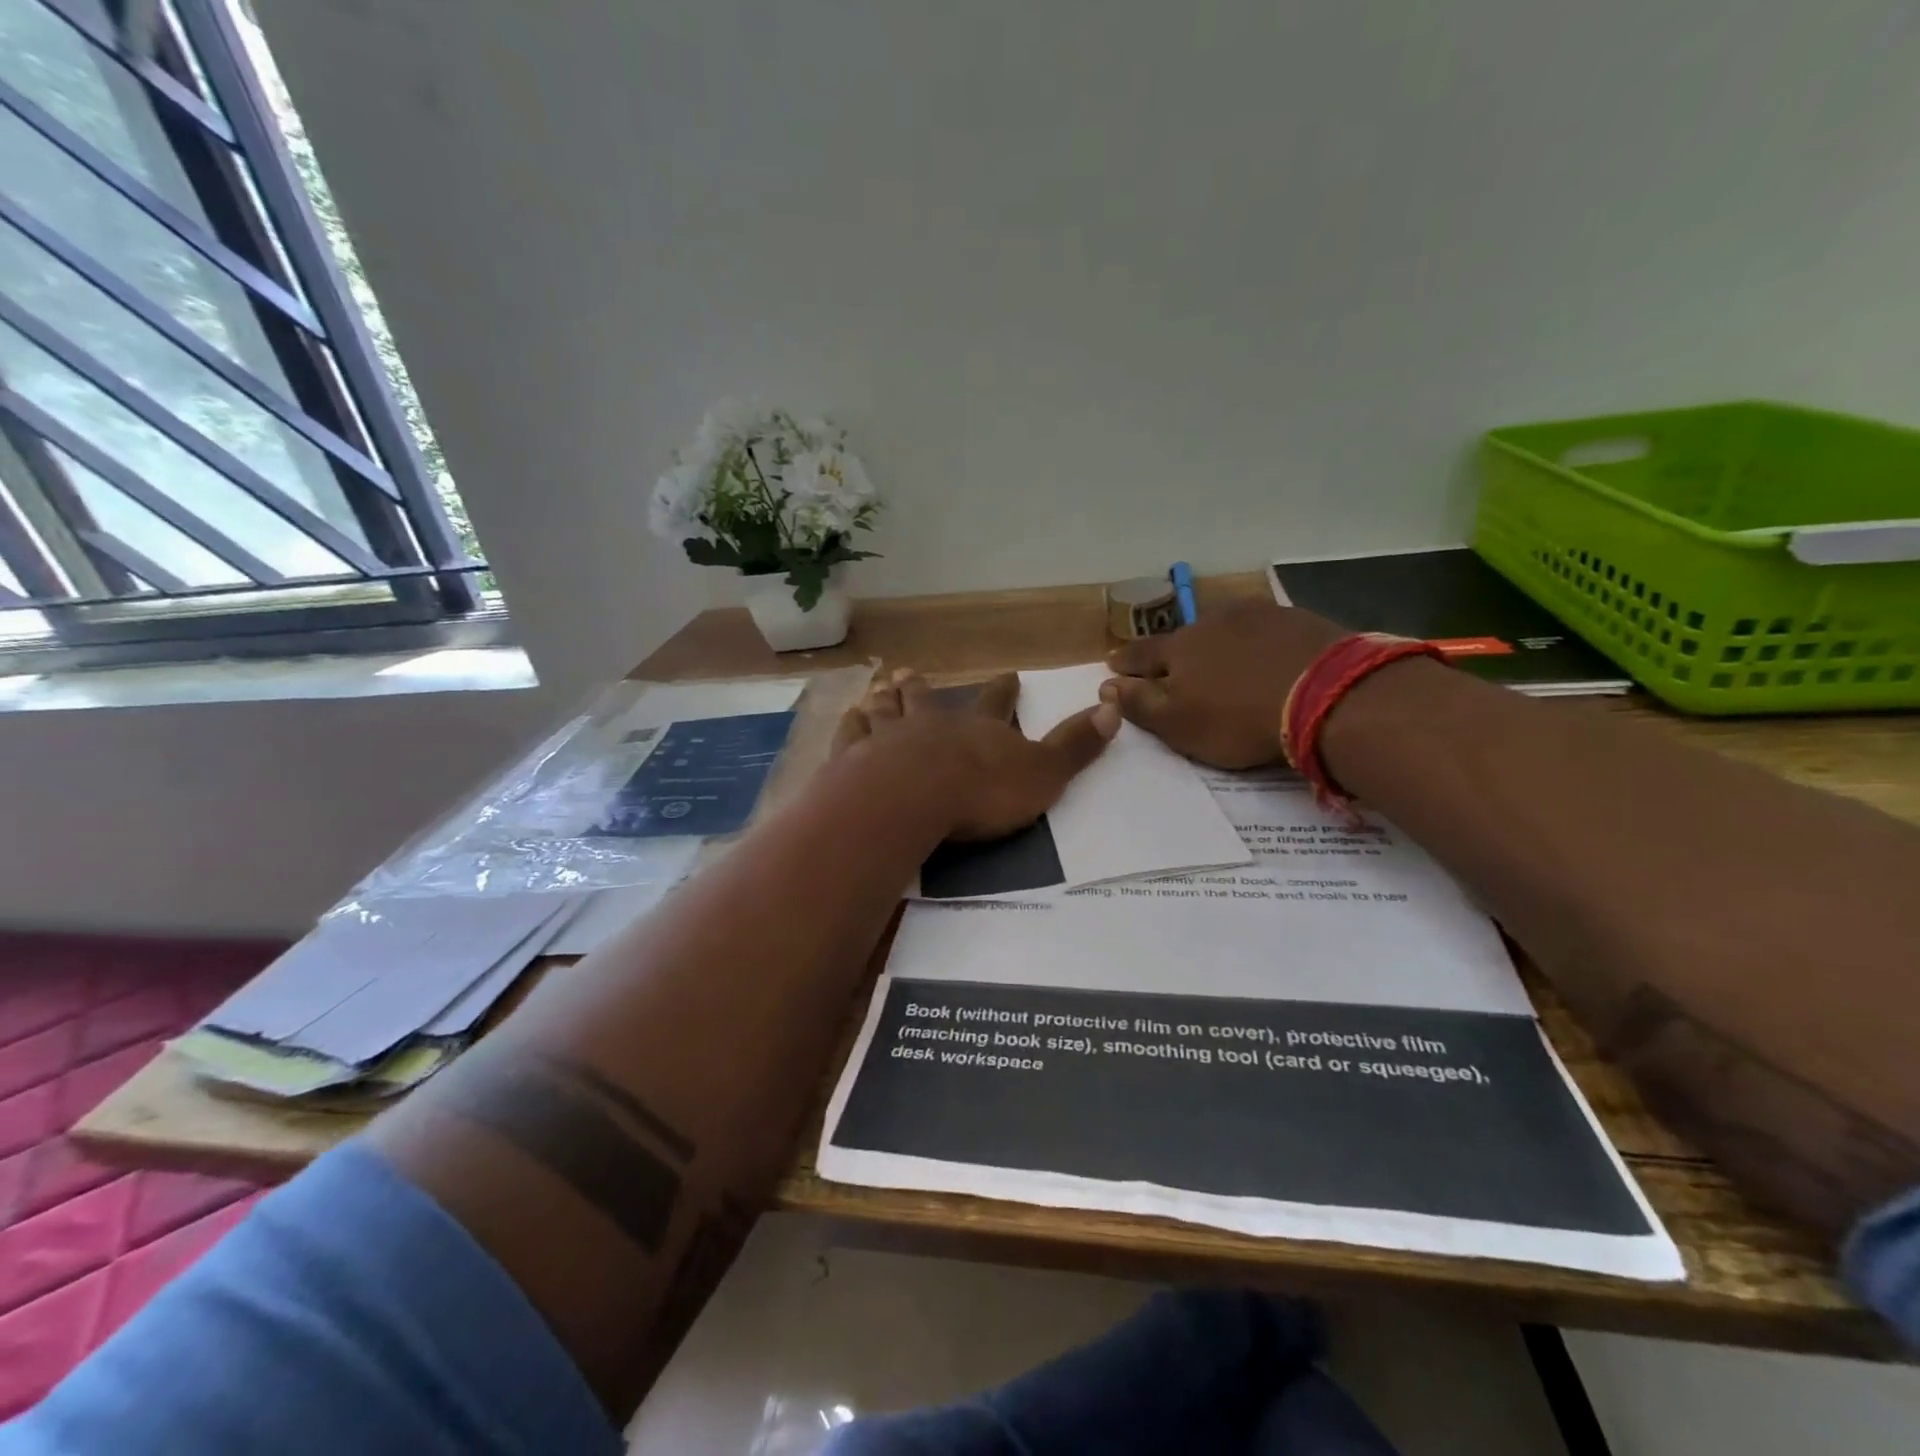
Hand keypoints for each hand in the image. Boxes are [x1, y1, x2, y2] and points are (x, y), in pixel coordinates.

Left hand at [835, 669, 1119, 838]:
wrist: (912, 800)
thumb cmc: (981, 791)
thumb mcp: (1042, 773)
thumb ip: (1074, 746)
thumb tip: (1113, 708)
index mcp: (976, 728)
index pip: (995, 702)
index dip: (1003, 689)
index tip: (1008, 674)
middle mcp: (930, 723)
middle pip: (925, 698)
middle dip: (922, 687)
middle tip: (911, 672)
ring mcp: (887, 738)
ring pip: (884, 710)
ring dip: (883, 699)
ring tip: (877, 689)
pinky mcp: (853, 760)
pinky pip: (850, 736)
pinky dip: (851, 726)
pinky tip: (847, 720)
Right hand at [1101, 603, 1347, 767]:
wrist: (1327, 696)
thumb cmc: (1239, 719)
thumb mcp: (1179, 724)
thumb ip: (1140, 704)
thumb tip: (1107, 685)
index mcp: (1178, 648)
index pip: (1140, 653)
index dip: (1125, 663)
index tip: (1113, 665)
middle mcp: (1211, 621)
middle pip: (1183, 636)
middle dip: (1174, 651)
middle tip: (1173, 665)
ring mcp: (1256, 615)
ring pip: (1224, 627)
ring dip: (1217, 642)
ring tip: (1220, 658)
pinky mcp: (1296, 619)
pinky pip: (1263, 630)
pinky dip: (1256, 642)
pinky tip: (1266, 655)